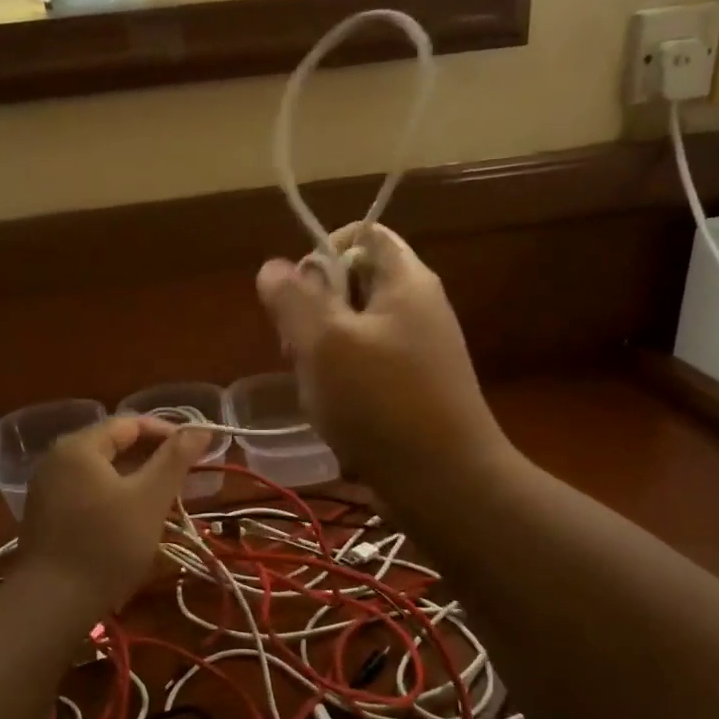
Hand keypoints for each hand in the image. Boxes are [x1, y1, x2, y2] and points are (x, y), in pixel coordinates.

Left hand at [19, 416, 207, 614]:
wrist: (53, 603)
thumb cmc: (108, 544)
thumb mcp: (150, 498)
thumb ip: (175, 459)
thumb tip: (200, 428)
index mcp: (79, 446)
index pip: (129, 423)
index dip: (166, 432)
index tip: (196, 449)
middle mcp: (56, 459)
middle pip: (112, 444)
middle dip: (151, 456)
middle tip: (184, 474)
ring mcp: (46, 488)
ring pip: (100, 471)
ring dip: (134, 477)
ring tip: (164, 495)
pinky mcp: (45, 514)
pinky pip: (86, 491)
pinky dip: (113, 495)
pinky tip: (132, 516)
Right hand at [256, 223, 504, 484]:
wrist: (445, 484)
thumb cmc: (381, 403)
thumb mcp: (324, 343)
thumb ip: (293, 299)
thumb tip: (273, 267)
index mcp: (406, 281)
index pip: (362, 234)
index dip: (321, 253)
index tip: (297, 297)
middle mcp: (416, 308)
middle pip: (351, 285)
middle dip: (312, 313)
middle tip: (297, 352)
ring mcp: (418, 352)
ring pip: (352, 332)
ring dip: (321, 355)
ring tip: (315, 391)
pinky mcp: (413, 390)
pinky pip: (366, 369)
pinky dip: (342, 384)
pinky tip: (332, 414)